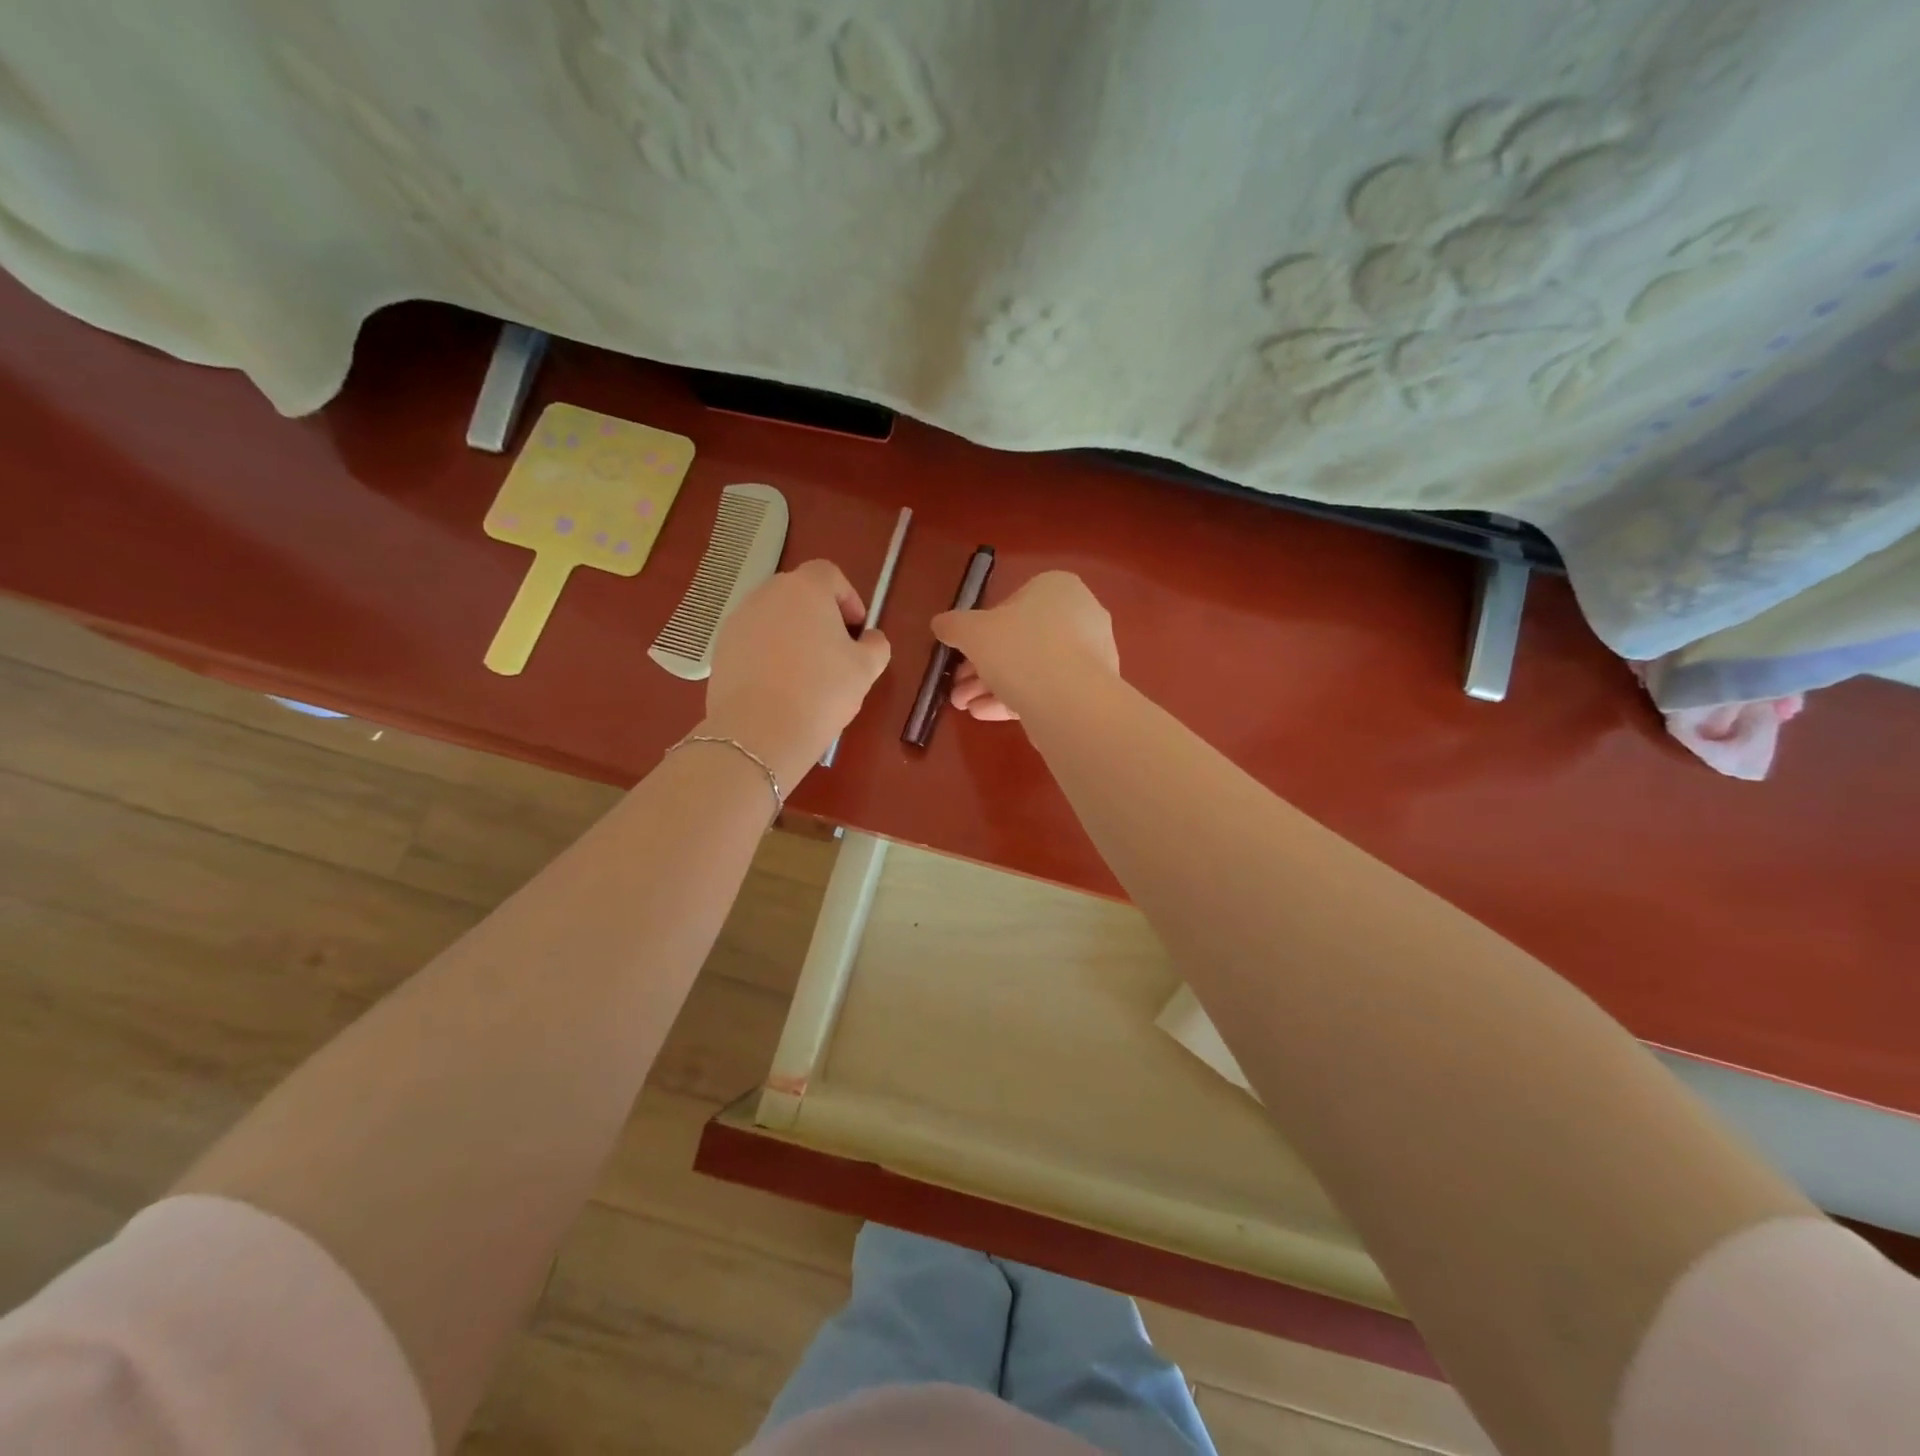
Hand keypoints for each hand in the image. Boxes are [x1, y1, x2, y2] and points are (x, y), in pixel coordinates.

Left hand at [702, 559, 890, 784]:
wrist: (759, 732)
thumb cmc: (822, 691)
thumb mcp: (866, 669)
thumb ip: (876, 645)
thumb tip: (870, 639)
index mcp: (805, 589)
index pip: (829, 574)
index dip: (848, 598)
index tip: (856, 630)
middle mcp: (767, 594)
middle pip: (799, 593)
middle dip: (819, 616)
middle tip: (835, 652)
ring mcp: (738, 620)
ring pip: (773, 618)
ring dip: (792, 635)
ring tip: (806, 673)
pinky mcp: (721, 648)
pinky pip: (753, 641)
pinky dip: (768, 654)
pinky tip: (779, 686)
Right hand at [933, 570, 1118, 721]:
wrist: (1070, 701)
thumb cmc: (1019, 649)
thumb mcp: (972, 632)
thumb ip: (953, 625)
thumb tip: (940, 624)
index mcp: (1057, 588)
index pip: (1012, 604)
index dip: (981, 630)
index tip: (964, 653)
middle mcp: (1080, 615)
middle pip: (1020, 641)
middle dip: (982, 667)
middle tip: (958, 688)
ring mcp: (1089, 655)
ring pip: (1031, 669)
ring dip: (992, 687)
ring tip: (964, 707)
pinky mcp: (1090, 689)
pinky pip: (1046, 689)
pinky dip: (1015, 699)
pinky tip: (985, 715)